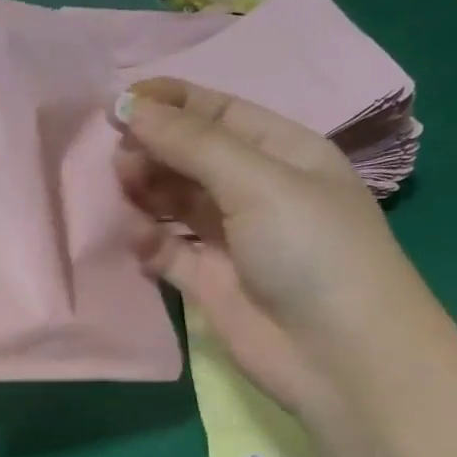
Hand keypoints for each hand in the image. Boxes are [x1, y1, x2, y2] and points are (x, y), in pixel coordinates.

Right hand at [115, 77, 456, 456]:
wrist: (338, 355)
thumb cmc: (311, 250)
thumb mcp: (258, 181)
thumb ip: (192, 144)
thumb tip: (132, 107)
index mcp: (284, 153)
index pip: (219, 114)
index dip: (172, 103)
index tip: (120, 100)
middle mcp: (256, 191)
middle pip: (191, 157)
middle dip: (154, 149)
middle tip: (118, 156)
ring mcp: (231, 239)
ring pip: (174, 202)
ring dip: (146, 192)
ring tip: (122, 189)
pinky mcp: (208, 283)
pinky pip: (167, 250)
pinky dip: (149, 242)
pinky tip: (139, 240)